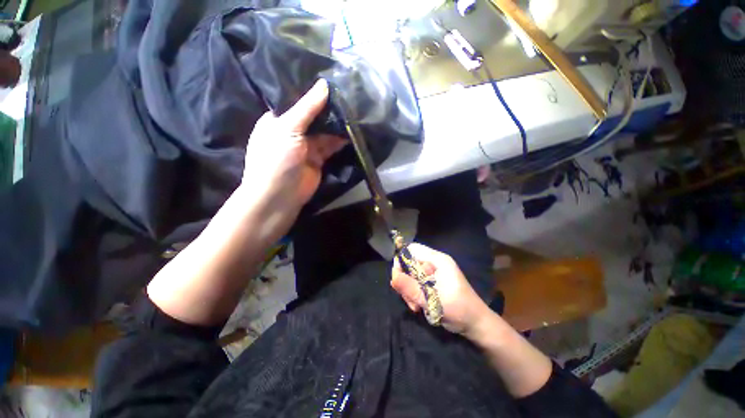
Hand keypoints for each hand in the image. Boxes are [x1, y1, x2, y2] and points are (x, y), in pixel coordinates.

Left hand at [241, 79, 346, 212]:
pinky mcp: (319, 159)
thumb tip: (324, 84)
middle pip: (314, 117)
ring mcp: (307, 146)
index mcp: (279, 120)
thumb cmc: (277, 158)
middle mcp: (293, 131)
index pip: (299, 101)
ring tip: (354, 112)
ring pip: (324, 132)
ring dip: (337, 125)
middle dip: (329, 110)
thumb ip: (307, 108)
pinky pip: (331, 146)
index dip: (315, 94)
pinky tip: (351, 131)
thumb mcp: (288, 128)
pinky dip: (340, 141)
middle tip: (349, 97)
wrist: (281, 195)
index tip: (334, 83)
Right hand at [391, 243, 492, 336]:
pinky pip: (416, 283)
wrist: (476, 324)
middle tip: (409, 299)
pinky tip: (419, 305)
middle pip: (409, 263)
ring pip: (411, 275)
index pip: (412, 249)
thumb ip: (411, 288)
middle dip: (405, 281)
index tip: (398, 279)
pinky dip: (414, 293)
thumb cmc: (459, 309)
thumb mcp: (433, 300)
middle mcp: (435, 263)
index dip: (402, 260)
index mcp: (438, 260)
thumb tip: (392, 277)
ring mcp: (434, 272)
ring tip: (416, 306)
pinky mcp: (433, 282)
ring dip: (409, 290)